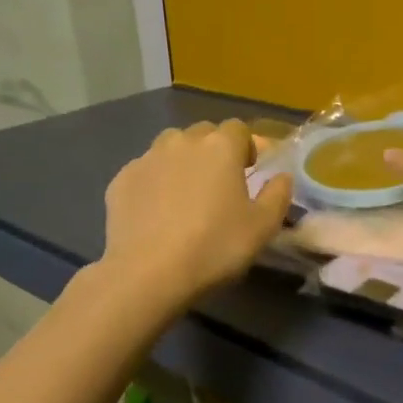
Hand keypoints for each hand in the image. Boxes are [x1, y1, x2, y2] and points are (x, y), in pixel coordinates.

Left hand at [103, 120, 292, 301]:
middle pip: (203, 132)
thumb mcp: (263, 227)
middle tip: (219, 184)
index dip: (246, 147)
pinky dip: (155, 182)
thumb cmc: (214, 246)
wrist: (148, 273)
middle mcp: (182, 142)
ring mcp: (147, 158)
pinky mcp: (121, 180)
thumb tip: (282, 176)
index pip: (239, 128)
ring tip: (185, 193)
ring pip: (170, 146)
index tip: (249, 172)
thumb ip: (278, 195)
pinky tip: (156, 211)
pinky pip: (145, 170)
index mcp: (220, 147)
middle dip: (214, 150)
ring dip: (182, 160)